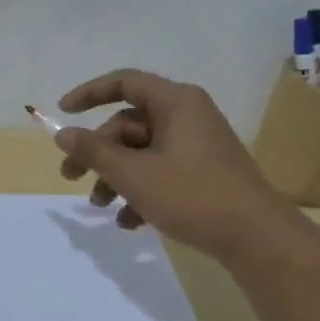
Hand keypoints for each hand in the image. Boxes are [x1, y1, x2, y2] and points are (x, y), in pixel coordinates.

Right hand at [51, 69, 294, 258]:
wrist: (256, 237)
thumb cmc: (192, 196)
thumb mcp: (133, 175)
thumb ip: (94, 151)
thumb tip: (63, 134)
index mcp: (176, 103)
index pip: (124, 83)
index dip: (89, 94)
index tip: (63, 112)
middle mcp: (187, 116)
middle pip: (128, 124)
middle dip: (98, 153)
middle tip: (71, 178)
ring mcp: (197, 145)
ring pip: (141, 151)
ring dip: (115, 177)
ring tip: (101, 206)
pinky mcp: (202, 171)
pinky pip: (160, 171)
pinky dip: (140, 191)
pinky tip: (130, 222)